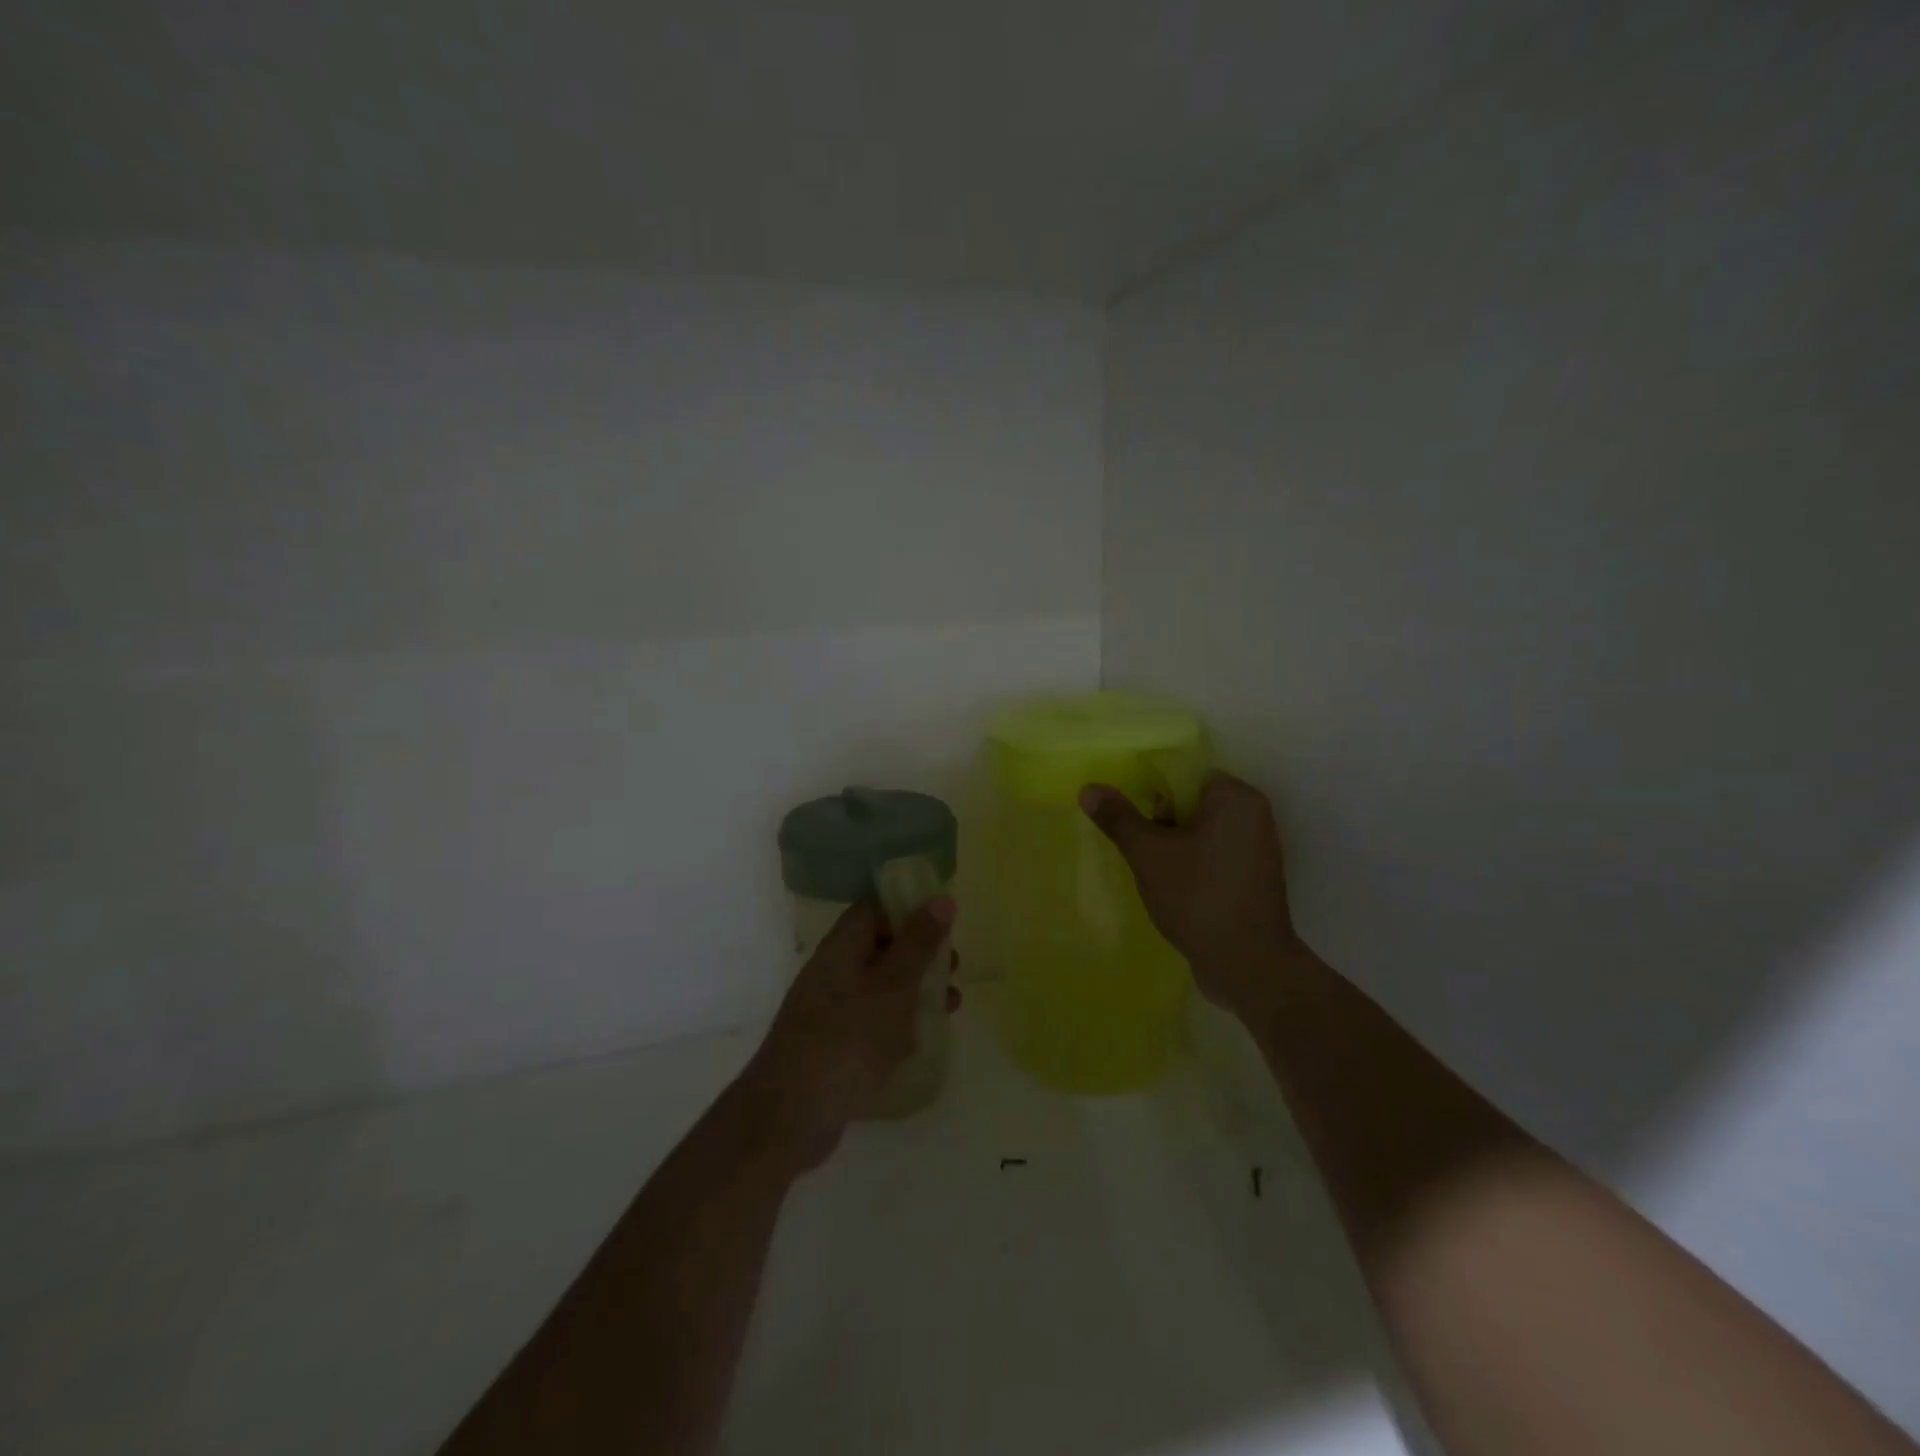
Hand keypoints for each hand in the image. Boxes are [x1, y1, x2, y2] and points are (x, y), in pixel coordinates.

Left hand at [736, 897, 957, 1171]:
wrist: (791, 1114)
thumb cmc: (849, 1038)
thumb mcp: (894, 985)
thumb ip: (918, 943)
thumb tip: (941, 898)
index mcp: (842, 946)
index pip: (875, 907)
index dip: (909, 906)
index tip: (945, 919)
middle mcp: (832, 970)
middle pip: (880, 946)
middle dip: (920, 953)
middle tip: (954, 966)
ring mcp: (829, 1009)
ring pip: (880, 985)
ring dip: (915, 989)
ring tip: (952, 1003)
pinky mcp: (833, 1044)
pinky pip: (871, 1020)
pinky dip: (899, 1021)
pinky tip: (923, 1039)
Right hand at [1080, 772, 1299, 1016]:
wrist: (1247, 964)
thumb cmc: (1197, 895)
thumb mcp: (1148, 853)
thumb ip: (1119, 818)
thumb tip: (1089, 788)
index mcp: (1235, 797)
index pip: (1185, 775)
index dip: (1154, 794)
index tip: (1135, 821)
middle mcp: (1254, 815)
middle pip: (1193, 802)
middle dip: (1162, 822)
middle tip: (1144, 850)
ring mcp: (1258, 849)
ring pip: (1202, 832)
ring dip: (1175, 847)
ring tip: (1154, 872)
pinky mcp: (1254, 879)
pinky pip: (1215, 857)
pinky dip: (1193, 866)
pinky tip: (1174, 890)